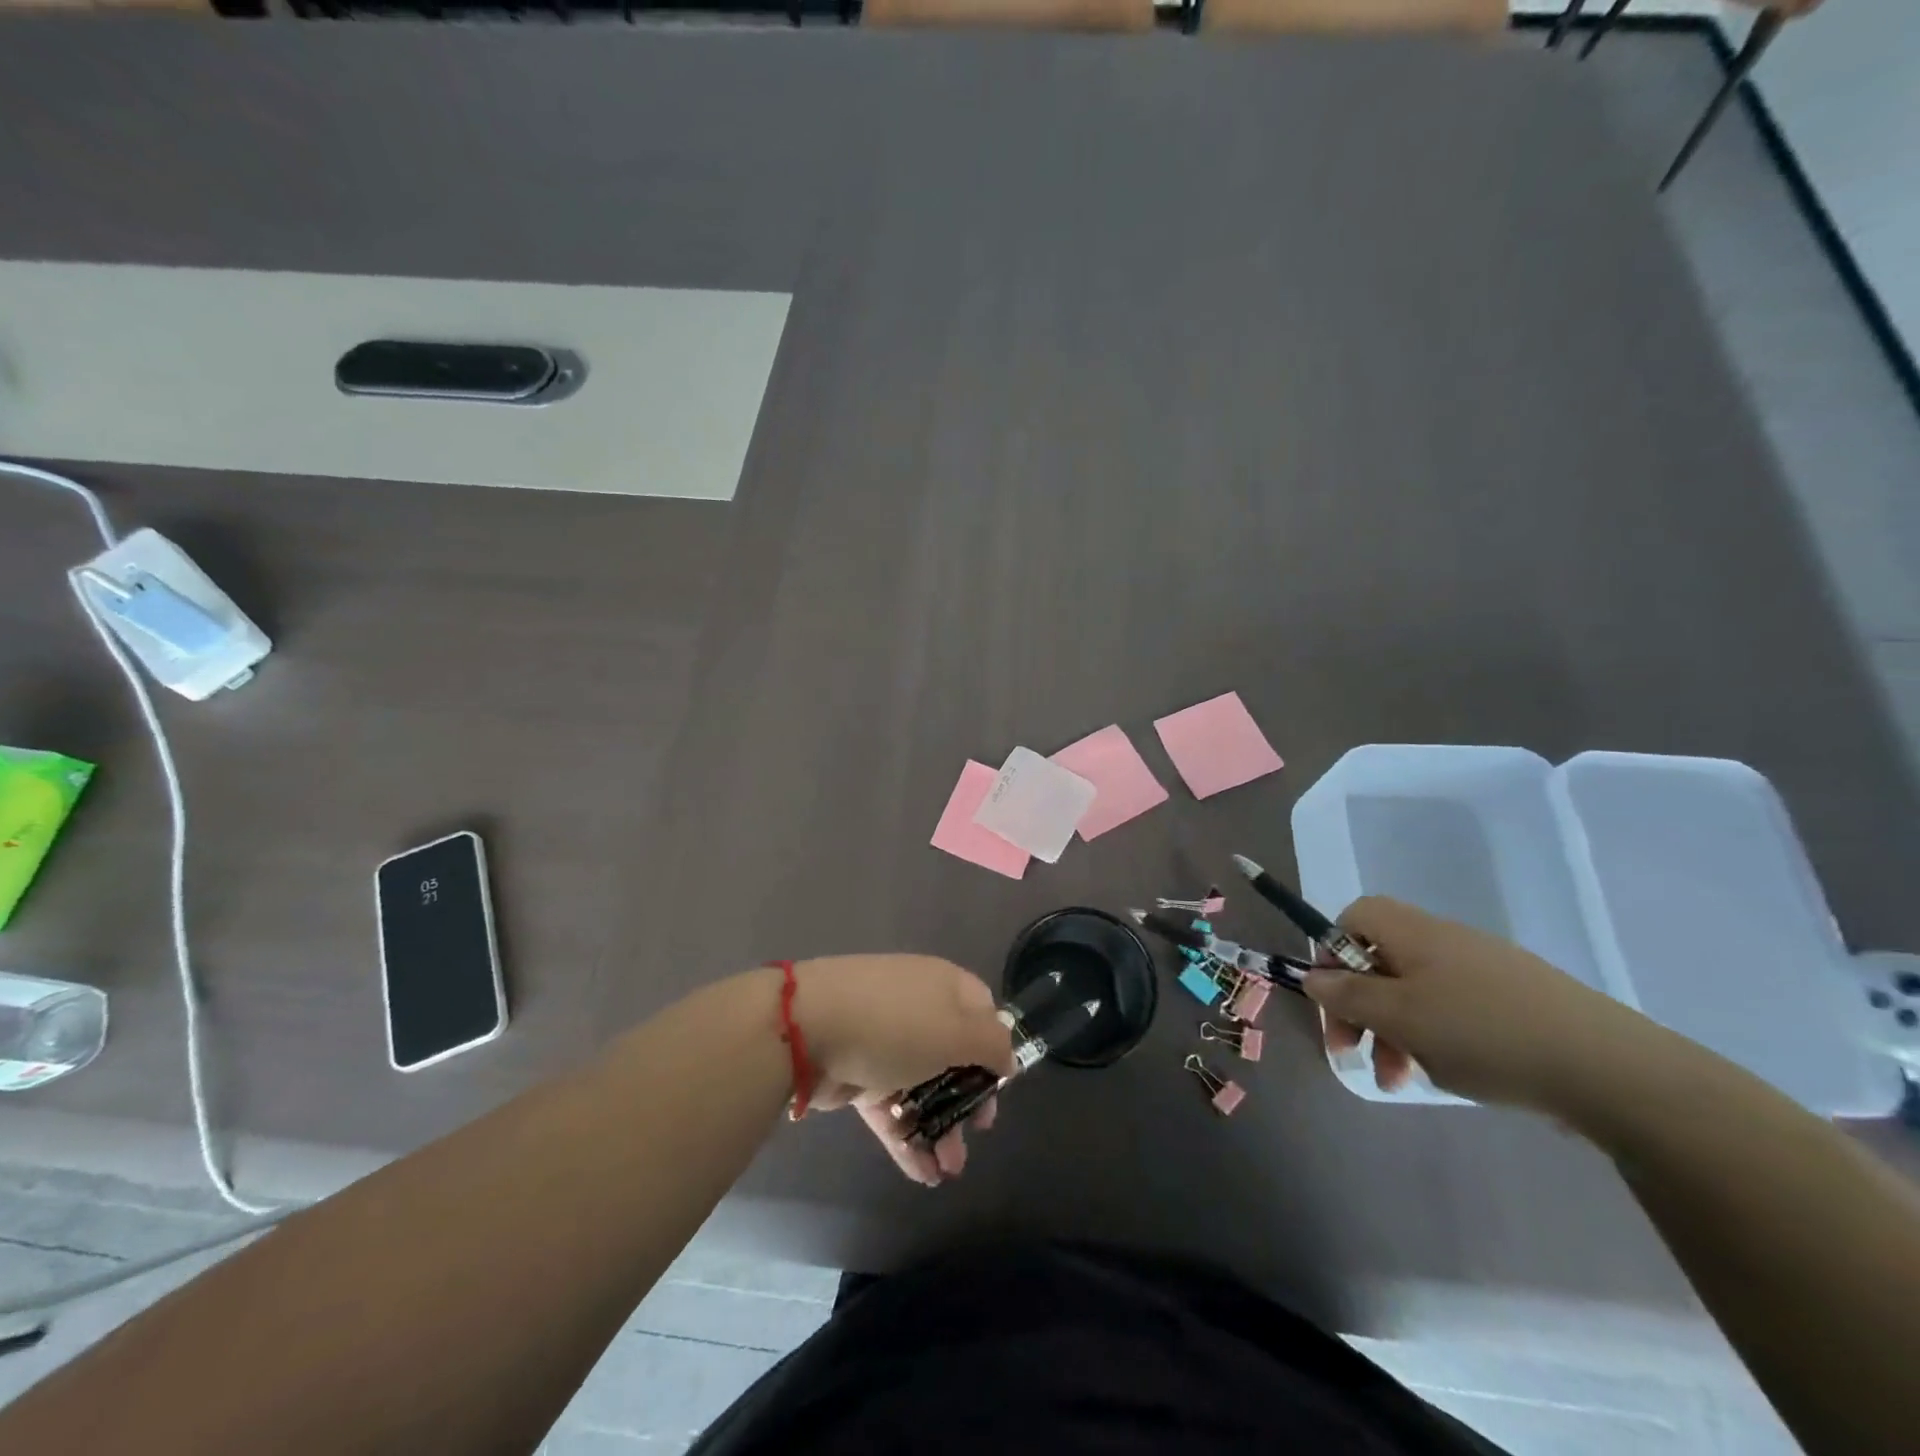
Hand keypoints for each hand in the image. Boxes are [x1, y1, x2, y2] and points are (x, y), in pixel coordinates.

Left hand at [794, 955, 1013, 1187]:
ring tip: (949, 1170)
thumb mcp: (957, 1031)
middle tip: (978, 1132)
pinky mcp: (858, 1073)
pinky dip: (907, 1138)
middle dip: (968, 1099)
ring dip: (940, 1128)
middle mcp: (918, 1010)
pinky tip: (923, 1174)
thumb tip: (1009, 1058)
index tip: (999, 1085)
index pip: (982, 1012)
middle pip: (953, 1055)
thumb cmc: (894, 1024)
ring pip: (922, 1087)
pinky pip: (891, 1107)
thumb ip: (992, 1045)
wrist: (807, 1027)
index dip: (994, 1047)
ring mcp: (885, 1042)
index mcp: (945, 988)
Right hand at [1302, 897, 1650, 1110]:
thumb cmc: (1483, 1032)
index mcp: (1414, 932)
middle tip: (1353, 1053)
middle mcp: (1445, 940)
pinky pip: (1454, 1010)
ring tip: (1399, 1080)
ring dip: (1394, 1032)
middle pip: (1381, 961)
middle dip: (1359, 1007)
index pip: (1354, 917)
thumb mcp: (1400, 1017)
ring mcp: (1486, 970)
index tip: (1331, 998)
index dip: (1332, 951)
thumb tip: (1312, 977)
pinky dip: (1436, 1039)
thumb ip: (1348, 996)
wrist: (1609, 1069)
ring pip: (1416, 992)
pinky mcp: (1517, 1002)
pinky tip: (1449, 1074)